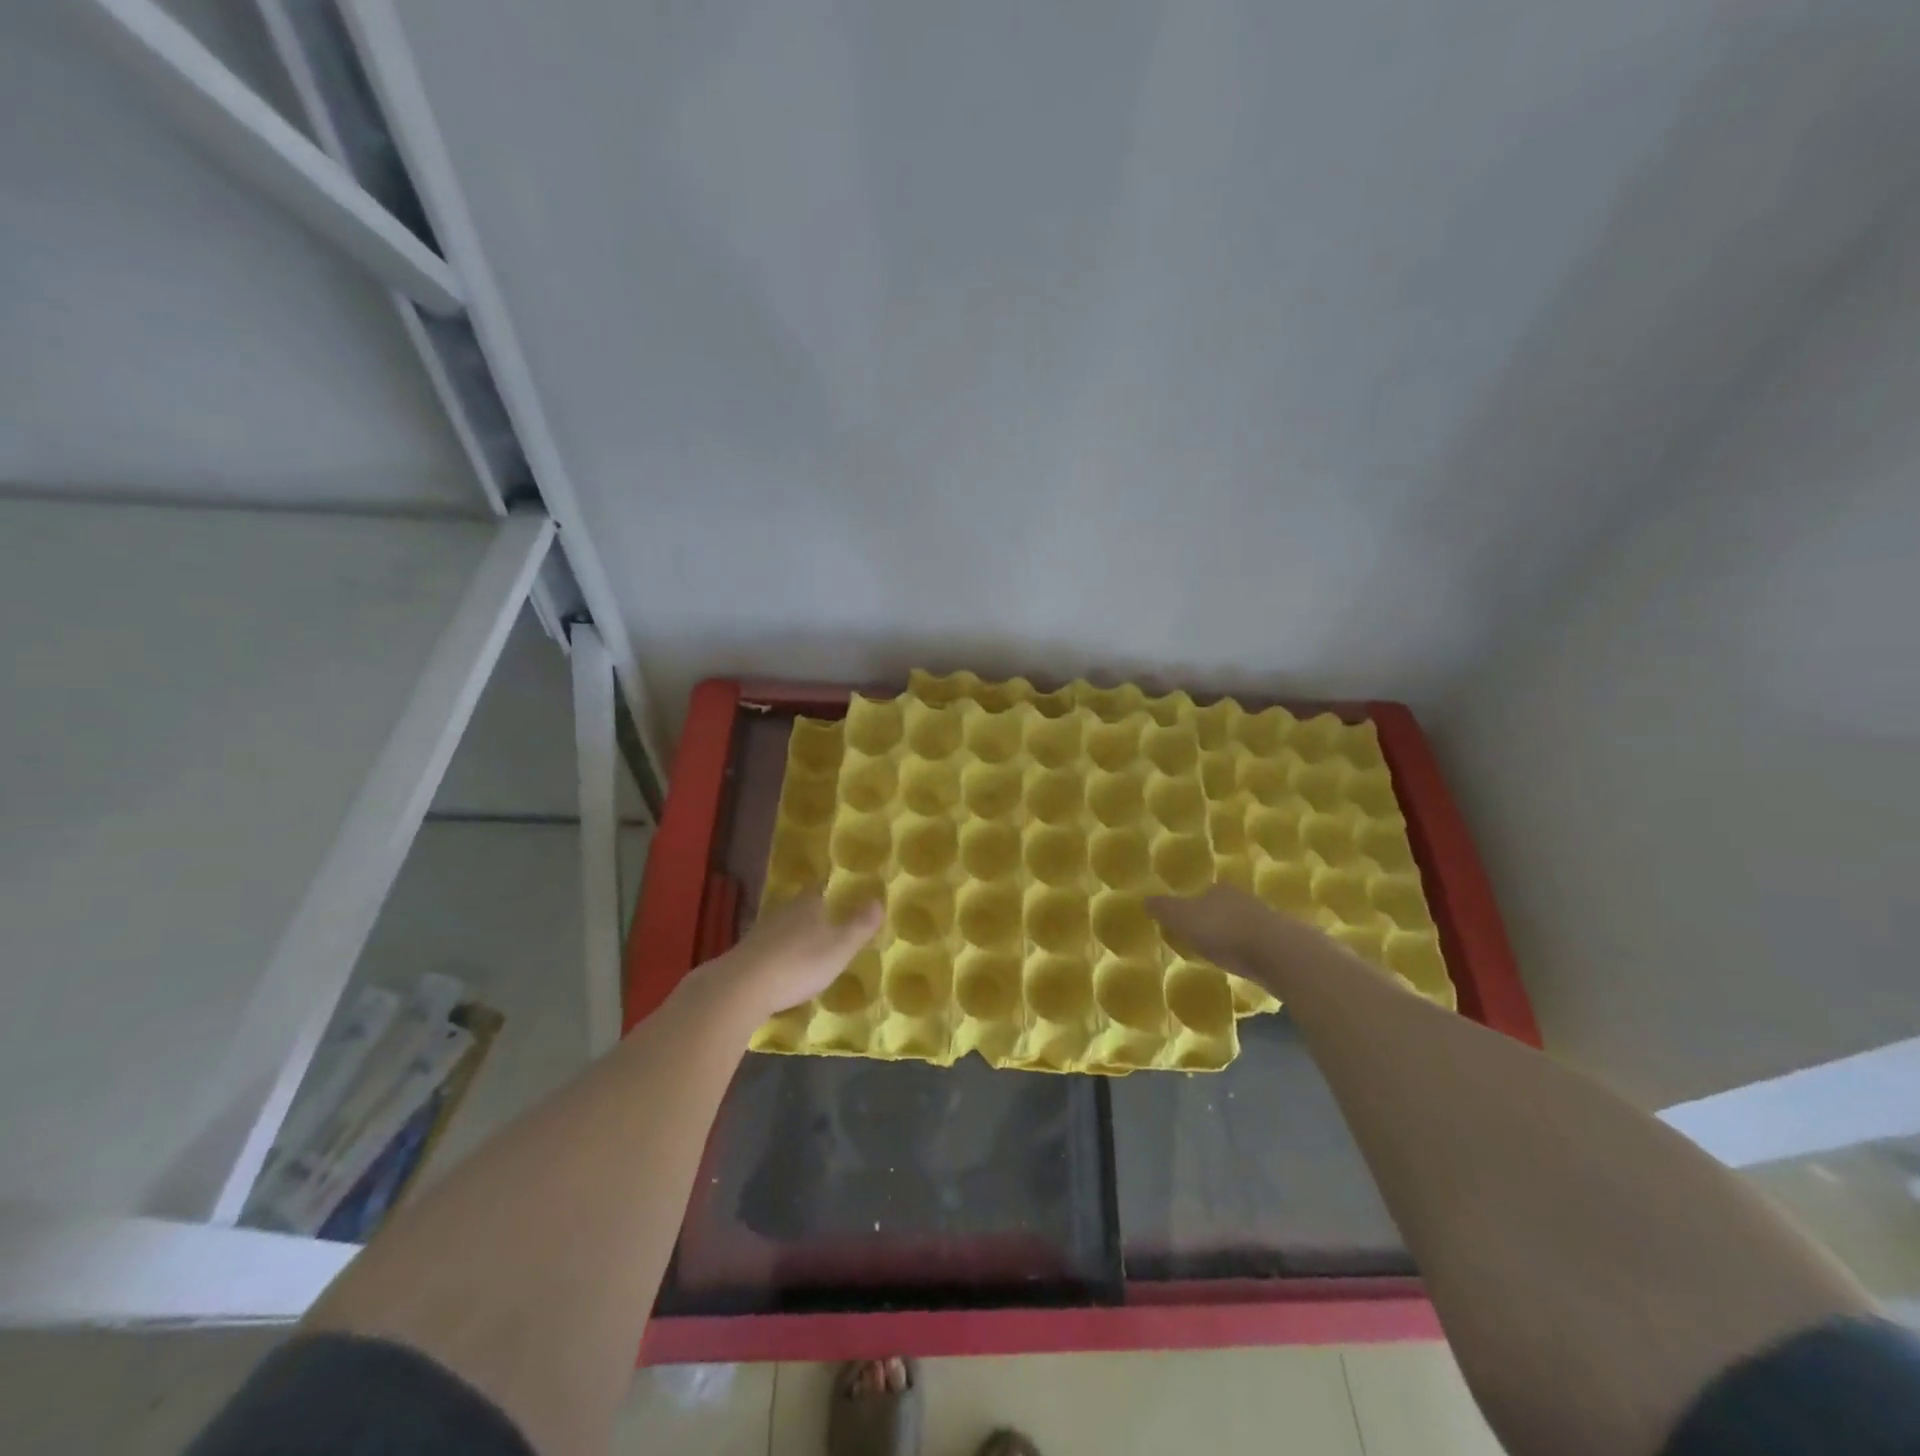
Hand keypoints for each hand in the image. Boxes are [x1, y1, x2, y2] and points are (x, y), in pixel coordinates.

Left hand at [714, 889, 883, 1022]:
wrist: (742, 988)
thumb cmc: (799, 963)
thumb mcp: (840, 947)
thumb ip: (860, 925)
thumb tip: (879, 900)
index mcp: (807, 905)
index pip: (819, 889)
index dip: (828, 891)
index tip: (837, 895)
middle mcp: (782, 912)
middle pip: (799, 907)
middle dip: (811, 914)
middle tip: (826, 923)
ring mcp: (760, 933)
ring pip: (782, 927)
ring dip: (793, 935)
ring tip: (807, 948)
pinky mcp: (744, 955)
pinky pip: (768, 949)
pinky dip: (777, 955)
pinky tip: (782, 969)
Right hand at [1146, 884, 1331, 990]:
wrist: (1277, 952)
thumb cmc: (1223, 930)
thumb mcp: (1182, 918)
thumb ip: (1164, 909)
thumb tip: (1144, 899)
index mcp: (1219, 889)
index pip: (1204, 892)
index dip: (1194, 906)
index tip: (1186, 921)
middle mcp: (1243, 899)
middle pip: (1224, 907)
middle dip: (1215, 920)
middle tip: (1202, 937)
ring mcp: (1266, 920)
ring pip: (1243, 925)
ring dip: (1234, 936)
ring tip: (1222, 953)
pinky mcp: (1281, 943)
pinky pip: (1258, 944)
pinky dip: (1250, 951)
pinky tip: (1244, 964)